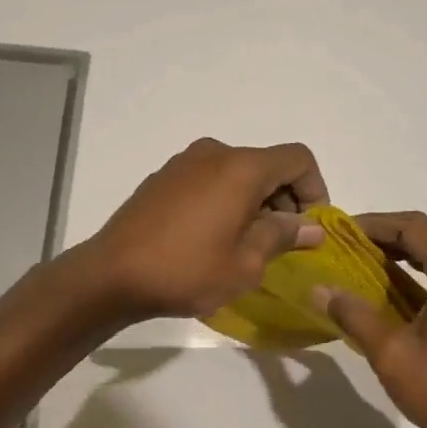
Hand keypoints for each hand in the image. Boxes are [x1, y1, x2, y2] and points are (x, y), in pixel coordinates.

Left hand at [80, 138, 328, 321]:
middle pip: (268, 164)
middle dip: (284, 199)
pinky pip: (210, 180)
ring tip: (247, 245)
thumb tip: (311, 227)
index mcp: (241, 167)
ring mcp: (184, 162)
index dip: (315, 190)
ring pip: (238, 173)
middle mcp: (215, 153)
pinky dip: (226, 200)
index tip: (309, 228)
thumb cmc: (186, 270)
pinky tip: (213, 238)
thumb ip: (282, 236)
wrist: (111, 275)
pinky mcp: (163, 177)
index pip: (298, 159)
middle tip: (282, 243)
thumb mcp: (246, 263)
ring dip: (254, 202)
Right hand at [314, 212, 426, 427]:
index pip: (416, 228)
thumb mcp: (391, 354)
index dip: (377, 223)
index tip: (344, 231)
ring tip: (370, 262)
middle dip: (392, 235)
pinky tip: (402, 290)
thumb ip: (354, 315)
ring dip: (411, 252)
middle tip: (353, 245)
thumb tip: (320, 289)